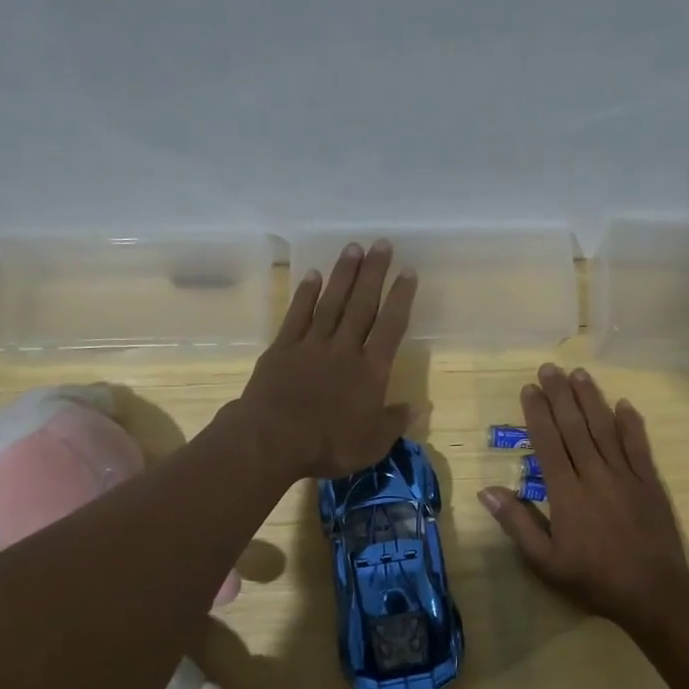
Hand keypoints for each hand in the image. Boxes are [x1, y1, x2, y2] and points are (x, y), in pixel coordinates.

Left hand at [235, 240, 417, 479]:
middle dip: (374, 273)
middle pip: (362, 304)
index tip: (408, 271)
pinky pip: (297, 315)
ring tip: (353, 248)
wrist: (272, 439)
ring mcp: (311, 345)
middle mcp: (344, 349)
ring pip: (331, 302)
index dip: (401, 298)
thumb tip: (417, 407)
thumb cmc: (328, 444)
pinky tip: (313, 275)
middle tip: (382, 243)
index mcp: (370, 370)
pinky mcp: (283, 348)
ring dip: (343, 274)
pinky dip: (306, 294)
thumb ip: (394, 422)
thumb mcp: (372, 443)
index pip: (391, 327)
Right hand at [479, 364, 688, 634]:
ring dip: (590, 399)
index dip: (537, 414)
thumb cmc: (593, 578)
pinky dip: (631, 424)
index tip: (529, 389)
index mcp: (566, 493)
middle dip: (560, 395)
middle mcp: (594, 475)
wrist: (653, 592)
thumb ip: (518, 524)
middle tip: (549, 368)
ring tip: (579, 373)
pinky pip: (638, 446)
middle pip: (574, 427)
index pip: (548, 443)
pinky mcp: (649, 483)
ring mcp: (625, 476)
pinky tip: (624, 404)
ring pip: (604, 429)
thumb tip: (488, 491)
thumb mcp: (545, 561)